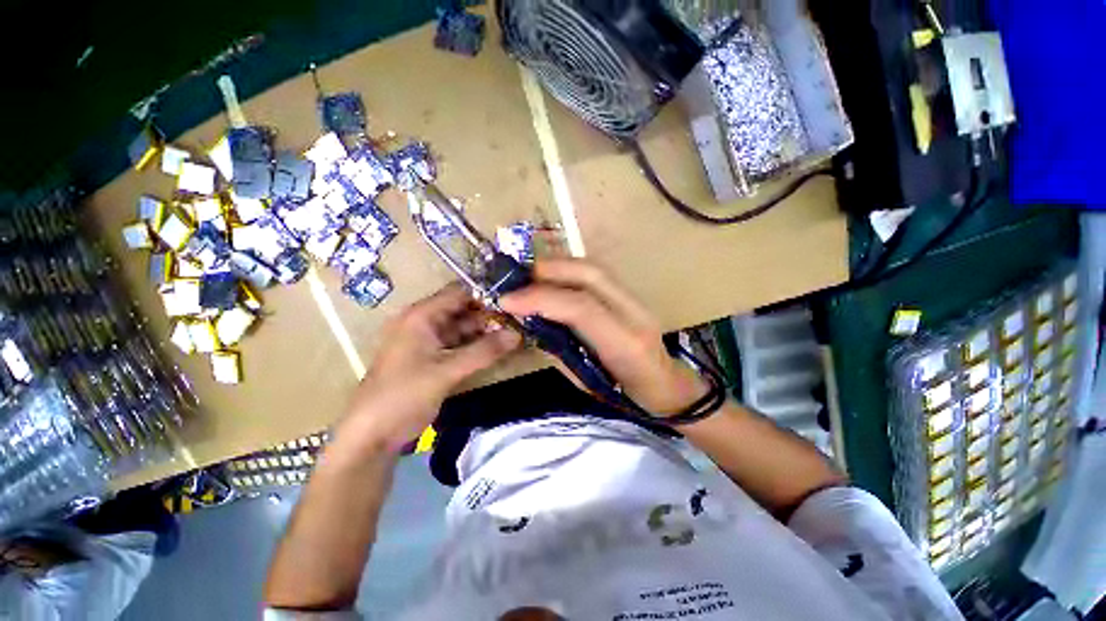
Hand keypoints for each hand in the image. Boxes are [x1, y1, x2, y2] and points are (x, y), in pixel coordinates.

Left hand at [340, 284, 520, 452]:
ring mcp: (428, 342)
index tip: (513, 304)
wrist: (372, 435)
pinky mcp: (432, 360)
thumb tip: (517, 334)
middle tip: (518, 322)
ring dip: (484, 333)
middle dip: (489, 317)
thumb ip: (484, 351)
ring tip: (514, 334)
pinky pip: (459, 346)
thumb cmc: (404, 394)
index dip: (485, 296)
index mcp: (420, 316)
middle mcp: (424, 323)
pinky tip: (496, 351)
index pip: (458, 294)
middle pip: (462, 311)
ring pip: (462, 330)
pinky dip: (476, 347)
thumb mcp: (447, 371)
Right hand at [500, 258, 707, 414]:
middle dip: (548, 271)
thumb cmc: (626, 397)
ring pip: (594, 268)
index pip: (581, 308)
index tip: (507, 301)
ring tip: (531, 277)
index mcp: (625, 344)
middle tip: (518, 282)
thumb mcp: (585, 384)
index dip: (540, 298)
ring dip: (558, 266)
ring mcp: (637, 300)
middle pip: (590, 275)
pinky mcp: (632, 294)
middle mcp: (634, 313)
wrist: (669, 386)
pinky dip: (571, 270)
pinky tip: (554, 279)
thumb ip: (559, 350)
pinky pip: (597, 274)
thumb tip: (532, 324)